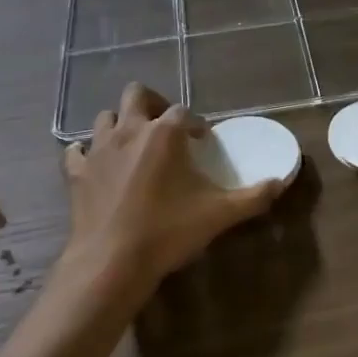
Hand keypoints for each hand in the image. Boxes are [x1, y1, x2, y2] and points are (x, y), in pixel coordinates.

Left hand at [61, 84, 285, 307]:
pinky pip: (76, 151)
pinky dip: (86, 153)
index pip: (183, 111)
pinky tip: (97, 166)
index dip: (194, 124)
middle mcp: (129, 130)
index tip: (201, 141)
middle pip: (137, 94)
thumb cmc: (167, 231)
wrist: (111, 262)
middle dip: (152, 103)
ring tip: (133, 145)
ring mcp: (98, 149)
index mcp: (164, 133)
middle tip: (163, 127)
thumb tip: (281, 183)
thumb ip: (253, 197)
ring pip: (105, 117)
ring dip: (119, 124)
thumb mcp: (219, 215)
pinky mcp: (76, 172)